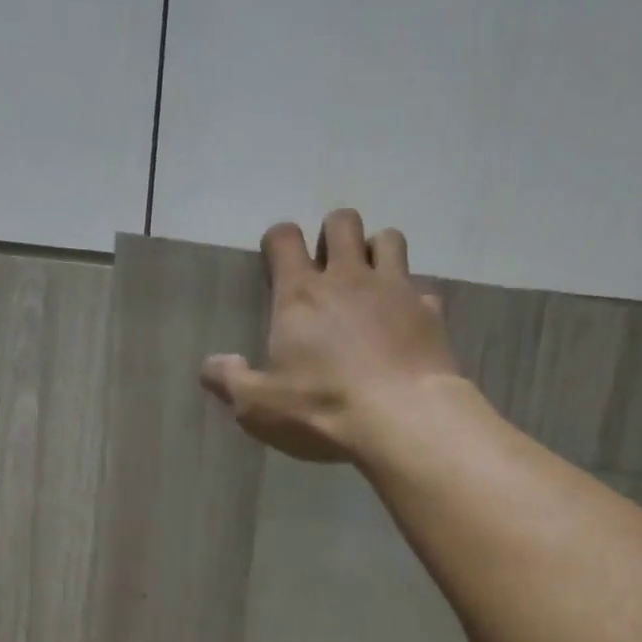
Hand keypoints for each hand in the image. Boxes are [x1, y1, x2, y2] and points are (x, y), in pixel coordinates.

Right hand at [200, 208, 460, 462]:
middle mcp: (348, 278)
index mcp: (300, 295)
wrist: (402, 418)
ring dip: (377, 252)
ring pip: (388, 238)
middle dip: (333, 235)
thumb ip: (230, 382)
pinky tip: (406, 323)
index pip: (284, 239)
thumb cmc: (323, 410)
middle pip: (342, 222)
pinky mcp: (430, 312)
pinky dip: (412, 299)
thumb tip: (212, 364)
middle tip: (329, 269)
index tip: (277, 261)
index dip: (278, 242)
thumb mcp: (259, 407)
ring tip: (370, 283)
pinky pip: (422, 289)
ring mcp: (395, 289)